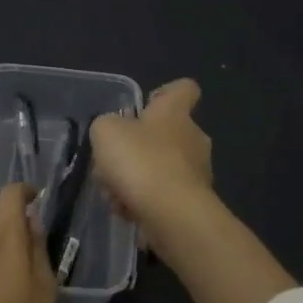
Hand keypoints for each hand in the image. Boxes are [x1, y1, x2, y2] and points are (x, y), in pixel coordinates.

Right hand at [89, 78, 213, 244]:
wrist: (171, 214)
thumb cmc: (140, 161)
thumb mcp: (105, 131)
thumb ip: (107, 125)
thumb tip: (115, 133)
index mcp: (175, 113)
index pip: (184, 89)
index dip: (166, 92)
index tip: (147, 105)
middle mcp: (193, 138)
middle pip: (165, 135)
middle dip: (137, 149)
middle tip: (112, 164)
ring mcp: (196, 172)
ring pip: (160, 169)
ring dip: (135, 180)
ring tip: (113, 195)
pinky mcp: (193, 203)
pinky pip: (163, 197)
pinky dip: (144, 202)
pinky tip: (126, 211)